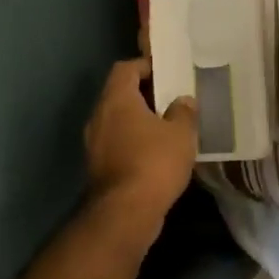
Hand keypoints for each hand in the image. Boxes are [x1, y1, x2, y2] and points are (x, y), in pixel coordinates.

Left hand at [84, 58, 197, 230]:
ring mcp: (94, 143)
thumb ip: (184, 112)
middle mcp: (99, 117)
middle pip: (119, 94)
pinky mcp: (97, 167)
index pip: (125, 69)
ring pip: (117, 121)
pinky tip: (155, 154)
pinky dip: (133, 142)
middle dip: (144, 95)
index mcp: (117, 100)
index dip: (144, 66)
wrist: (126, 212)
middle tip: (171, 100)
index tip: (166, 72)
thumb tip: (183, 100)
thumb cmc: (155, 162)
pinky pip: (116, 144)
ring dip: (138, 121)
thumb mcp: (181, 133)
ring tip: (166, 128)